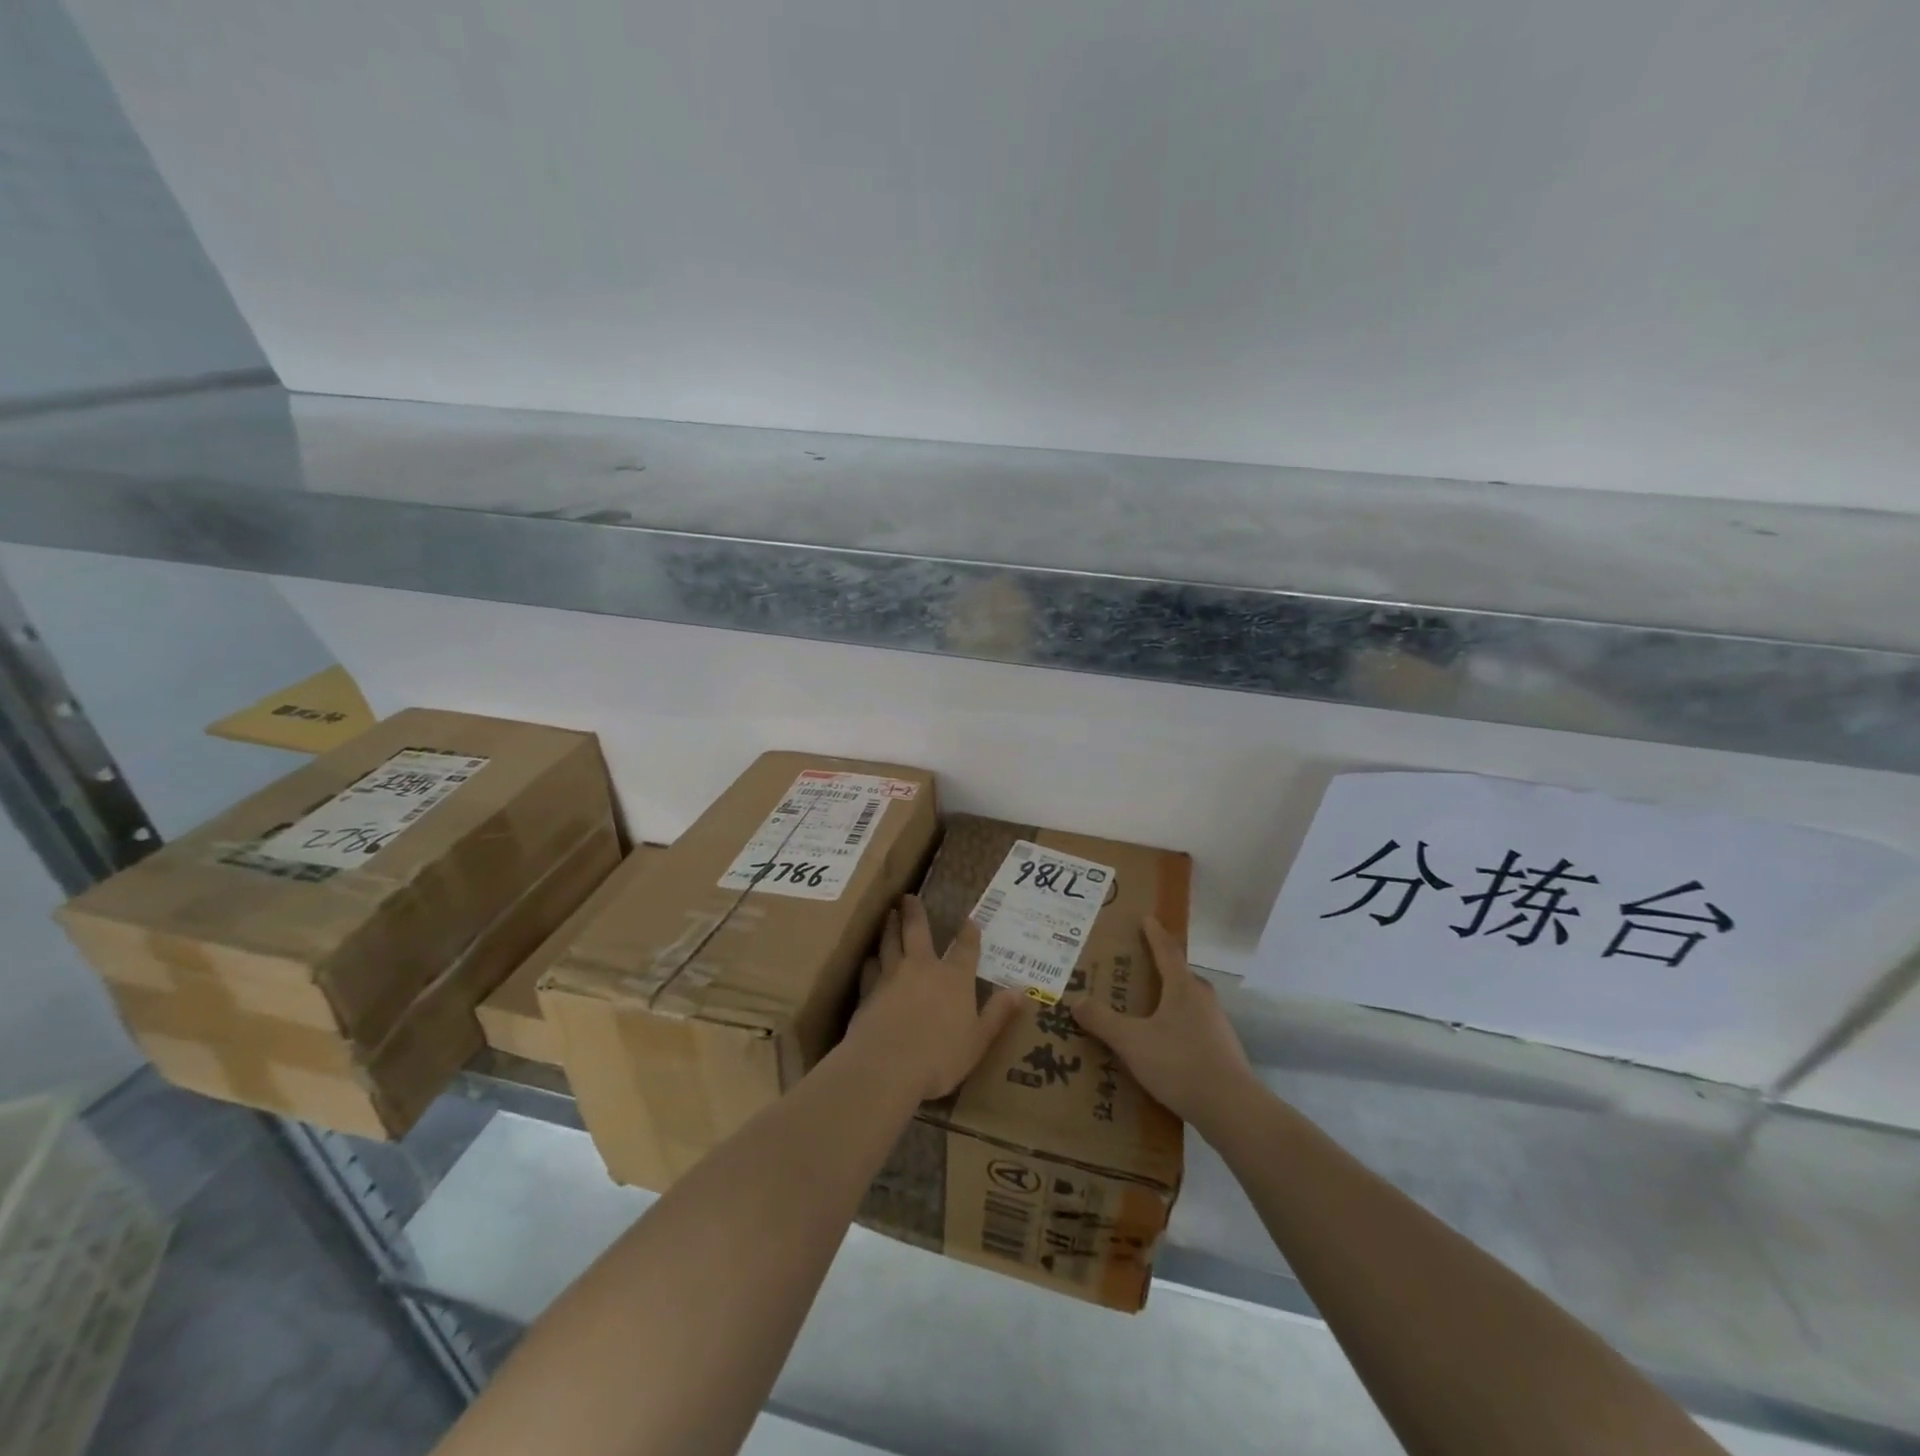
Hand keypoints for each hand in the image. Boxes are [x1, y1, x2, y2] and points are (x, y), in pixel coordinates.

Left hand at [851, 896, 1023, 1102]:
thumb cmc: (940, 1057)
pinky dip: (871, 961)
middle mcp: (923, 967)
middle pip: (917, 930)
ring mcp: (892, 976)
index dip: (968, 932)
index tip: (969, 919)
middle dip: (915, 912)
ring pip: (890, 942)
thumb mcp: (978, 1040)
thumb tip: (1022, 991)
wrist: (887, 1066)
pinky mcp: (868, 990)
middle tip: (909, 897)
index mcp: (954, 978)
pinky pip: (870, 968)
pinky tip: (870, 959)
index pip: (965, 948)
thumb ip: (998, 1014)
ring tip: (889, 915)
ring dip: (890, 926)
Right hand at [1072, 918, 1257, 1129]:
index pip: (1166, 950)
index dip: (1154, 933)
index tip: (1146, 918)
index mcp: (1182, 986)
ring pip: (1185, 1000)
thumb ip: (1103, 1021)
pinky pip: (1191, 1024)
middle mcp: (1202, 997)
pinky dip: (1174, 1023)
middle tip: (1132, 966)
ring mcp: (1216, 1023)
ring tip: (1142, 1006)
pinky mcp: (1221, 1048)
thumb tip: (1076, 1000)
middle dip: (1156, 967)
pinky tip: (1160, 1042)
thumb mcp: (1132, 1042)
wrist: (1232, 1108)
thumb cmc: (1180, 1063)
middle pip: (1177, 974)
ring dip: (1165, 998)